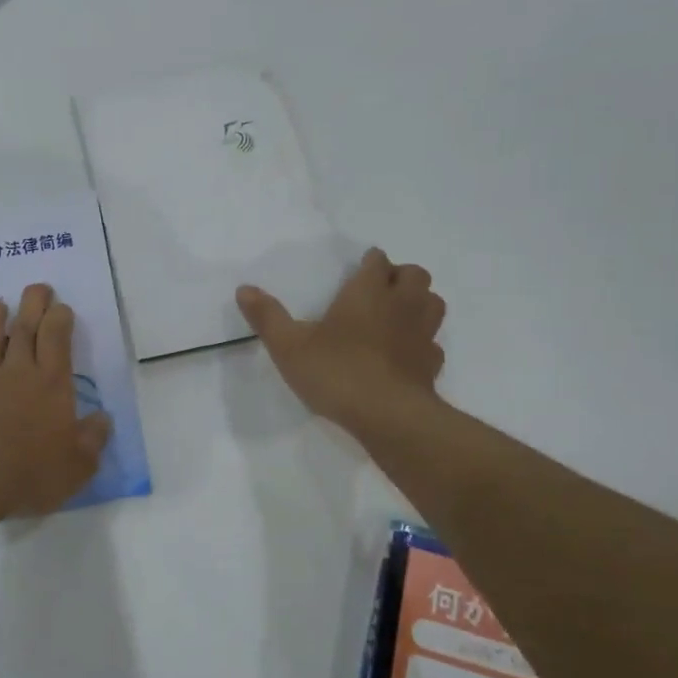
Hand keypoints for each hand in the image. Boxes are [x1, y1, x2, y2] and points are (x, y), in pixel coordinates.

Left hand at [0, 283, 112, 517]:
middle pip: (23, 330)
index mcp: (51, 384)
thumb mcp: (77, 466)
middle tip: (36, 287)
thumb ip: (92, 440)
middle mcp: (16, 375)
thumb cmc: (30, 471)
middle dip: (32, 305)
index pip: (57, 339)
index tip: (61, 306)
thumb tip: (103, 419)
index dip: (60, 319)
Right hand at [236, 248, 445, 432]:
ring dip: (420, 302)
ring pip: (433, 303)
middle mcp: (401, 305)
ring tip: (398, 315)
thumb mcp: (289, 345)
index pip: (378, 261)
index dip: (371, 261)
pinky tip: (406, 355)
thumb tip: (244, 288)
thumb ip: (267, 316)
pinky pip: (433, 345)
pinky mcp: (431, 365)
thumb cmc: (337, 371)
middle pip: (416, 274)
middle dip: (401, 276)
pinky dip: (423, 343)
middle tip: (379, 290)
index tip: (360, 267)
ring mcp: (422, 335)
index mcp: (368, 292)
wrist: (387, 416)